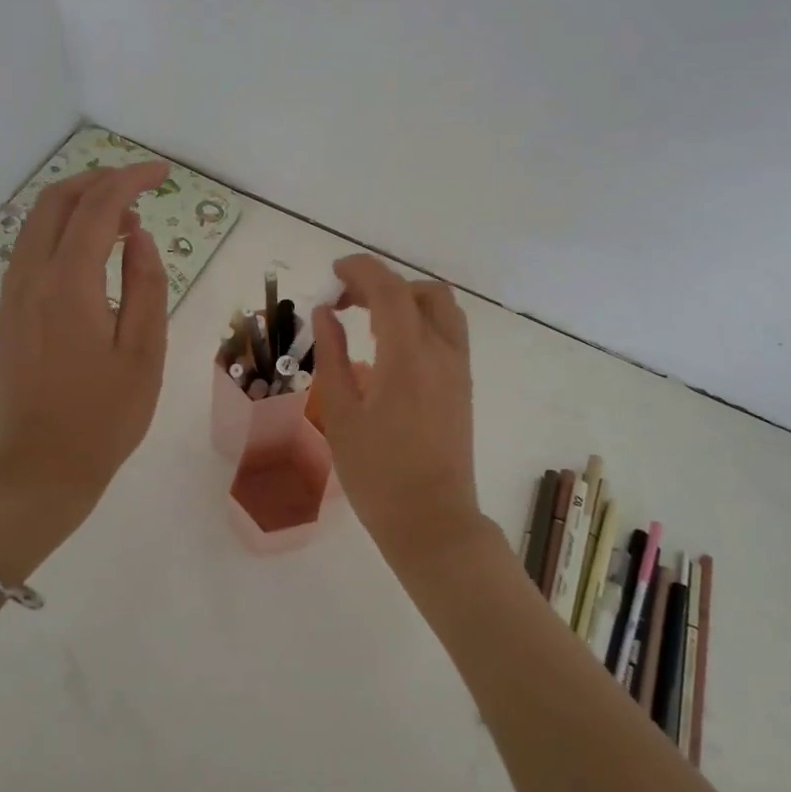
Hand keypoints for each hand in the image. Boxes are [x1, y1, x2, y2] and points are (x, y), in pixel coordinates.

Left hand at [0, 162, 171, 573]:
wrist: (40, 469)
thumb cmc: (105, 416)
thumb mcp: (144, 351)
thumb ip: (145, 284)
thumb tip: (137, 236)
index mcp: (68, 285)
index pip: (96, 208)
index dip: (130, 180)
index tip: (161, 173)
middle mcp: (30, 278)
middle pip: (55, 201)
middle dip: (98, 180)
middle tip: (140, 187)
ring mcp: (11, 295)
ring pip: (37, 223)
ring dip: (79, 205)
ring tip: (124, 220)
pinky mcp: (8, 312)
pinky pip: (31, 250)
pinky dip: (63, 232)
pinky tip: (93, 254)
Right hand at [311, 255, 489, 575]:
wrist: (432, 521)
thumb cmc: (377, 474)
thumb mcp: (342, 414)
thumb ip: (333, 355)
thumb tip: (326, 312)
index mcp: (408, 357)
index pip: (389, 290)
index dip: (360, 270)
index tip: (333, 273)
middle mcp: (442, 352)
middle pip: (421, 291)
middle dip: (382, 283)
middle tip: (347, 302)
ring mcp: (459, 368)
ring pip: (441, 308)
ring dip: (406, 299)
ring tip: (371, 322)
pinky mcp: (464, 384)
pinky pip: (448, 331)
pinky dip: (421, 320)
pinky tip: (392, 348)